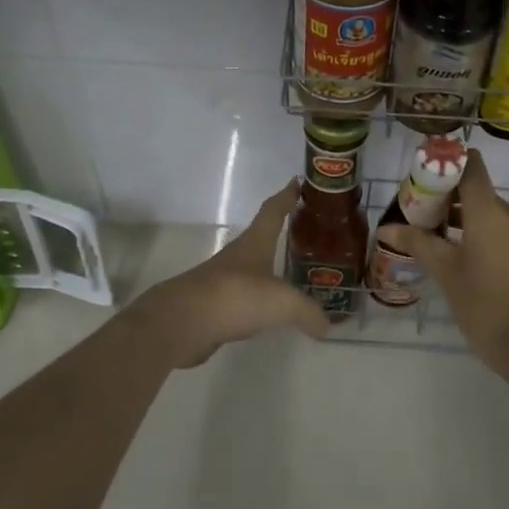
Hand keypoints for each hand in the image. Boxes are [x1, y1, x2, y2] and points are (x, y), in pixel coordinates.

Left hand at [131, 179, 330, 365]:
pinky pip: (243, 300)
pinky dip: (257, 302)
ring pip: (252, 270)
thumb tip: (326, 326)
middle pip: (262, 237)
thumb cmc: (236, 296)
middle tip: (306, 233)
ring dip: (268, 269)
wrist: (182, 322)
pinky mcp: (213, 307)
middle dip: (281, 233)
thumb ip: (308, 312)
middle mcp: (238, 257)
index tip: (296, 182)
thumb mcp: (283, 303)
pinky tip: (268, 312)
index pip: (273, 211)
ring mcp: (222, 281)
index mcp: (255, 243)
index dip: (286, 196)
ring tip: (292, 276)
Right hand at [375, 149, 508, 363]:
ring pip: (492, 213)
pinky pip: (505, 230)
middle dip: (450, 197)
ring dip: (466, 217)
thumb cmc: (484, 306)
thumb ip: (417, 243)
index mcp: (490, 212)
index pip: (471, 167)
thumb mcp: (446, 273)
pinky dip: (484, 233)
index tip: (425, 173)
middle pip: (479, 191)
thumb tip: (386, 228)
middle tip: (421, 212)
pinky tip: (466, 256)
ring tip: (438, 236)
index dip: (449, 162)